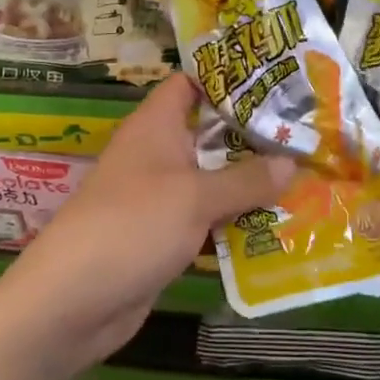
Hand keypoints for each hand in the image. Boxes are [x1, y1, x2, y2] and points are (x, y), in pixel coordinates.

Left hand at [0, 74, 294, 379]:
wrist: (72, 301)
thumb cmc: (132, 226)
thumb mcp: (194, 197)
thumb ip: (245, 179)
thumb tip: (291, 161)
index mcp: (156, 125)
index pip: (191, 83)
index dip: (228, 77)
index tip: (275, 79)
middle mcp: (159, 154)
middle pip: (210, 132)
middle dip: (254, 134)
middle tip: (306, 133)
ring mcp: (161, 196)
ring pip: (213, 178)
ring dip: (251, 181)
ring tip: (307, 175)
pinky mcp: (165, 235)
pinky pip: (208, 218)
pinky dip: (237, 220)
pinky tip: (280, 223)